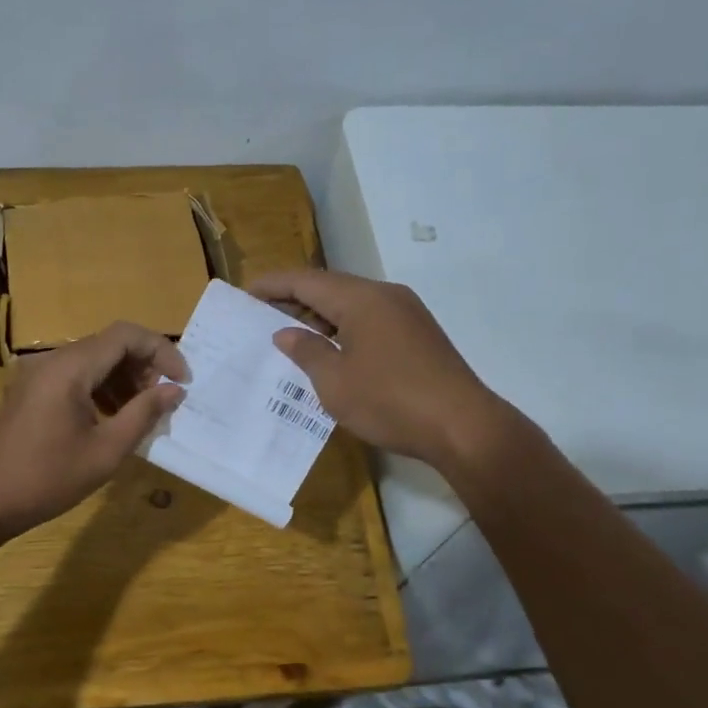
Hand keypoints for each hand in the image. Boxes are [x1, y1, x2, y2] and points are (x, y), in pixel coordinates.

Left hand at [0, 322, 188, 544]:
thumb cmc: (47, 479)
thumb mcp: (105, 450)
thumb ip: (143, 414)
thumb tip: (174, 390)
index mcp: (70, 367)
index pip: (126, 335)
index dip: (162, 351)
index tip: (183, 381)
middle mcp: (52, 360)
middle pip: (109, 344)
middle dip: (144, 366)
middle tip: (165, 400)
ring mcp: (37, 374)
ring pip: (93, 360)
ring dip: (123, 378)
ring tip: (143, 412)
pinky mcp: (31, 391)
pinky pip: (75, 376)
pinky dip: (100, 389)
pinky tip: (112, 418)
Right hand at [248, 268, 513, 469]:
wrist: (463, 426)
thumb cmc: (389, 401)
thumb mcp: (335, 381)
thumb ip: (306, 351)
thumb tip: (285, 333)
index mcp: (361, 298)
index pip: (306, 280)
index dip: (273, 284)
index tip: (245, 293)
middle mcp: (385, 296)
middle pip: (330, 288)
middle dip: (293, 300)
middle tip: (260, 316)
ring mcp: (407, 314)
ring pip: (352, 305)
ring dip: (319, 317)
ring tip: (288, 336)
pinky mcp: (418, 335)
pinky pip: (370, 321)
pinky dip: (343, 330)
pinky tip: (329, 353)